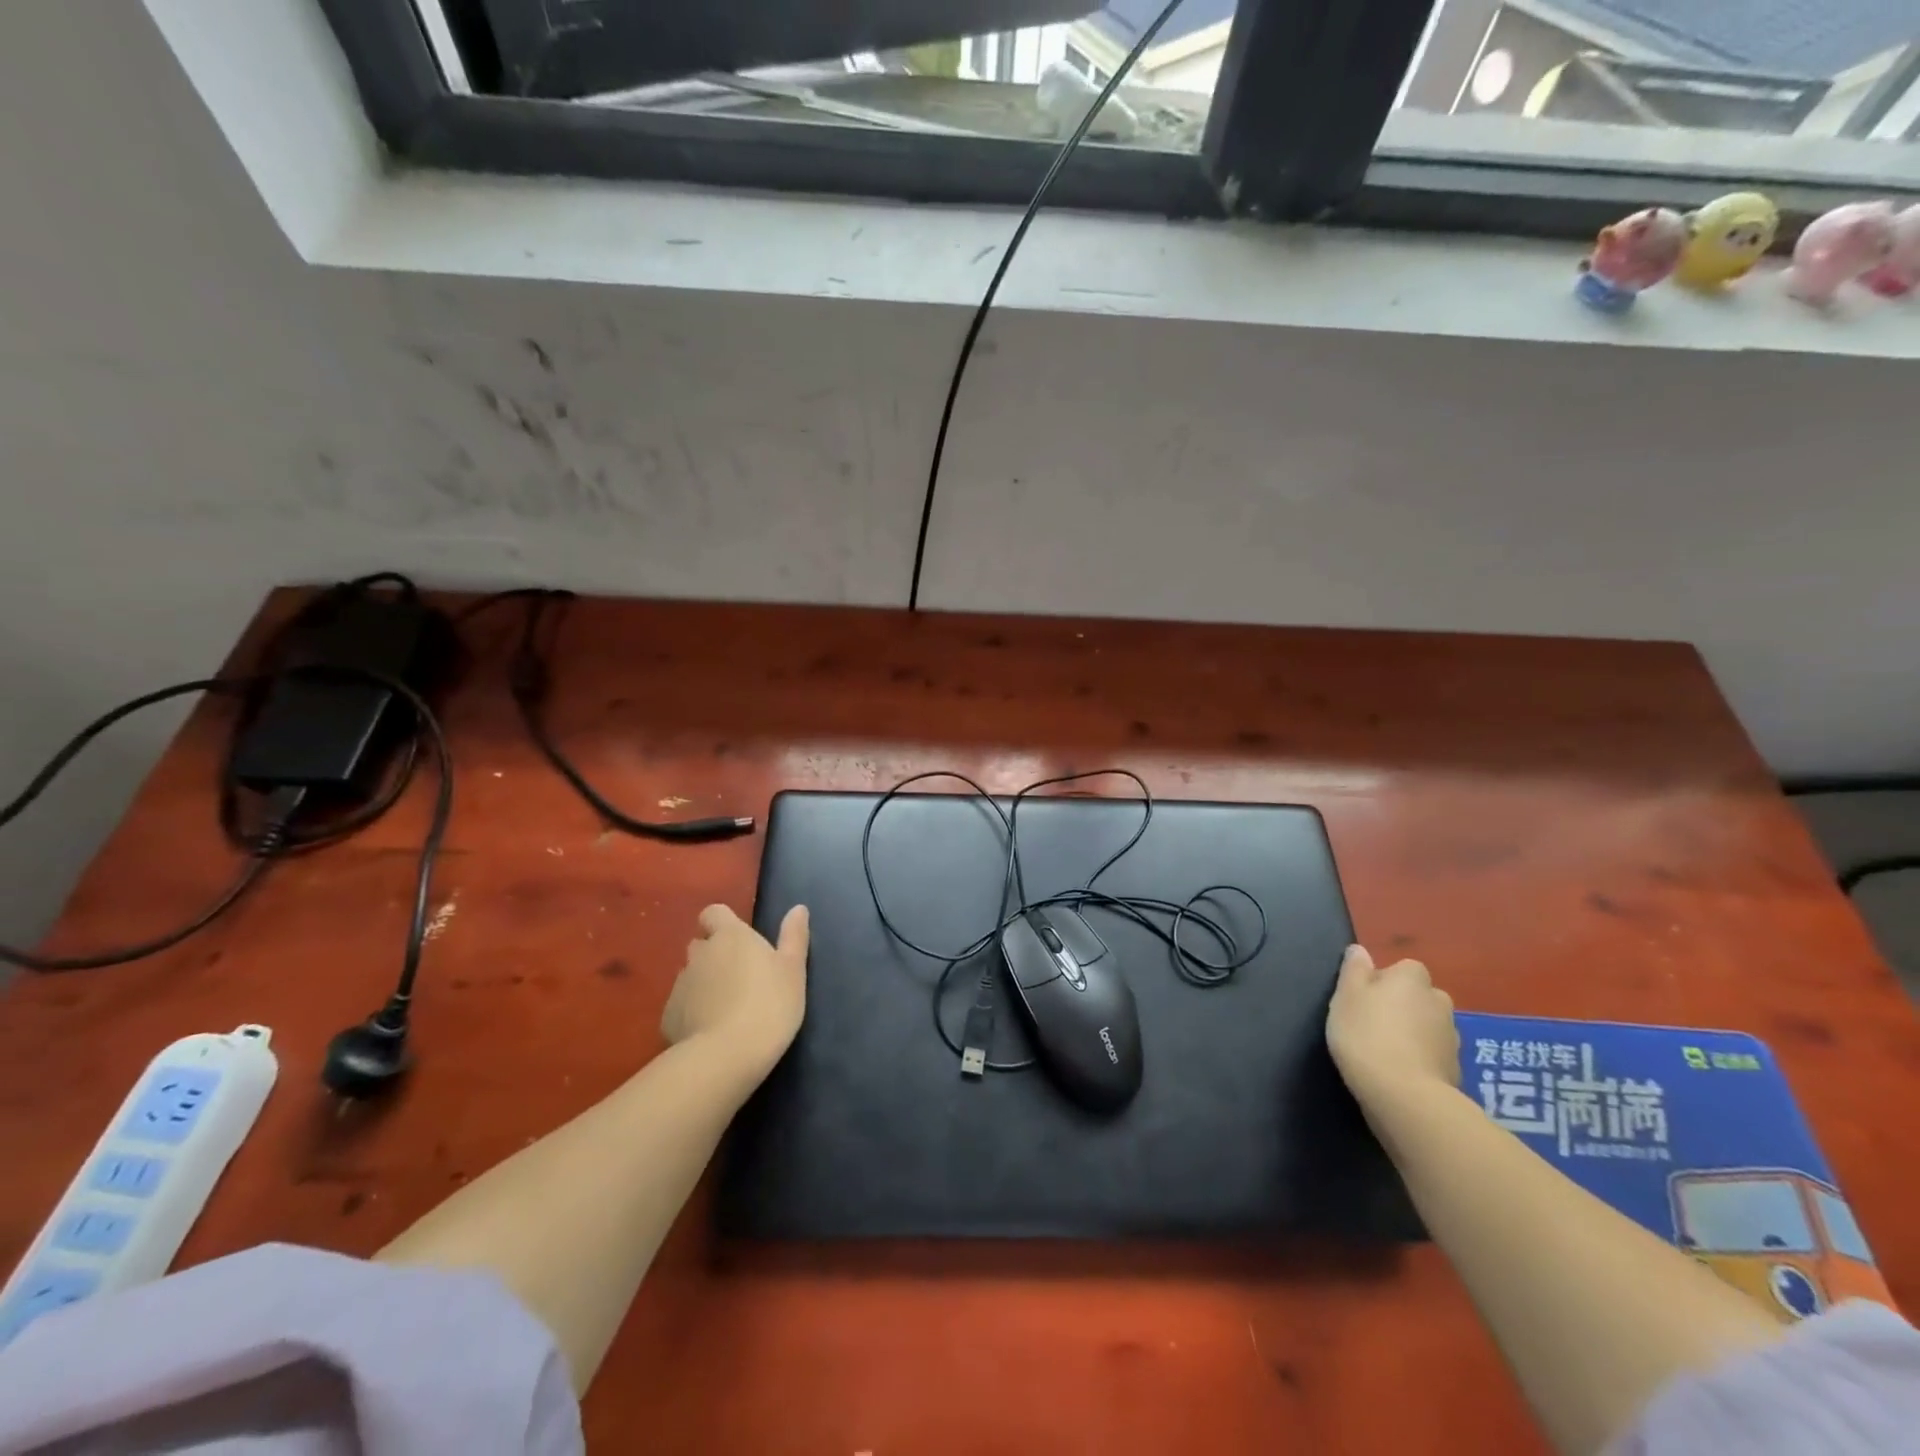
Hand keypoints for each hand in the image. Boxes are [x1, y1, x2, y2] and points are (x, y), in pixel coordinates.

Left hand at [662, 903, 808, 1073]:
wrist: (726, 1056)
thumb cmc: (769, 1005)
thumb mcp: (793, 970)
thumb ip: (794, 936)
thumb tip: (798, 908)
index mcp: (730, 936)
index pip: (714, 913)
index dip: (723, 923)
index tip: (740, 941)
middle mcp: (700, 954)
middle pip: (701, 945)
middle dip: (714, 955)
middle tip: (739, 978)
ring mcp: (680, 985)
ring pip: (690, 976)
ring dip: (704, 984)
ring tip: (725, 1009)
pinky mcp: (668, 1016)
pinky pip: (681, 1006)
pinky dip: (692, 1012)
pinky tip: (709, 1031)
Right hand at [1325, 944, 1459, 1106]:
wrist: (1404, 1095)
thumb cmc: (1366, 1034)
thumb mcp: (1346, 995)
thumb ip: (1354, 969)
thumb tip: (1360, 950)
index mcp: (1412, 978)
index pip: (1403, 969)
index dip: (1383, 981)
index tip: (1363, 999)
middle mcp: (1439, 1001)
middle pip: (1419, 996)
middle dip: (1403, 1006)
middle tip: (1373, 1023)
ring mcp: (1452, 1037)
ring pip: (1428, 1026)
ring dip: (1413, 1032)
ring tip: (1386, 1051)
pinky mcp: (1456, 1069)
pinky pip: (1434, 1054)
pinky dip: (1421, 1058)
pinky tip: (1400, 1072)